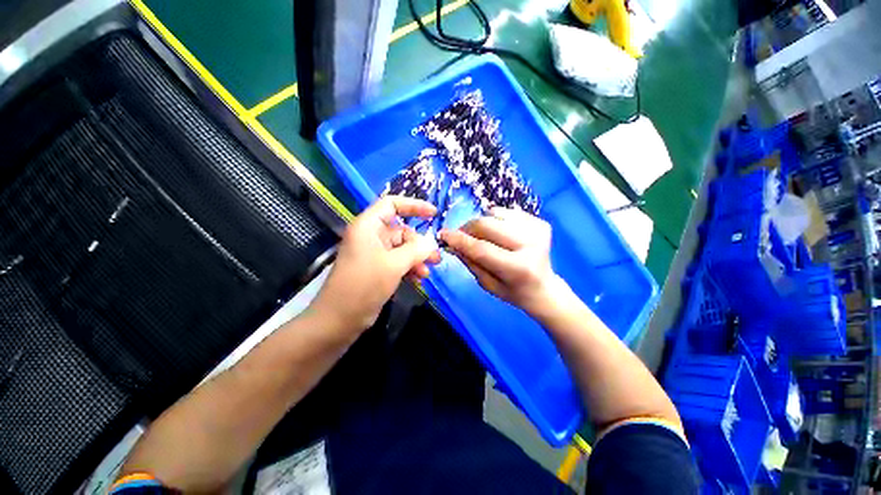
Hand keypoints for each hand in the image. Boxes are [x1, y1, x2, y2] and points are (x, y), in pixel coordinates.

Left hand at [309, 196, 441, 333]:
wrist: (339, 320)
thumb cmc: (363, 285)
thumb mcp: (393, 264)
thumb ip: (416, 250)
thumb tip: (431, 242)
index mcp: (368, 226)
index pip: (392, 204)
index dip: (413, 206)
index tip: (434, 214)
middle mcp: (371, 236)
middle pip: (401, 231)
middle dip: (420, 244)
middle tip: (436, 258)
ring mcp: (374, 254)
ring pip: (402, 248)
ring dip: (417, 258)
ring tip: (428, 272)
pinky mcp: (377, 269)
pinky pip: (398, 262)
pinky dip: (409, 268)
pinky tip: (419, 279)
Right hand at [438, 207, 564, 317]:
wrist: (544, 288)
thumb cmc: (513, 292)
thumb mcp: (487, 284)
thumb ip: (470, 262)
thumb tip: (452, 243)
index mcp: (518, 268)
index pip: (481, 249)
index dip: (459, 240)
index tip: (442, 234)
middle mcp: (531, 244)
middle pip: (487, 225)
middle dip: (468, 228)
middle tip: (460, 236)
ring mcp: (537, 229)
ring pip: (495, 214)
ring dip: (481, 224)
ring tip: (484, 237)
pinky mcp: (540, 221)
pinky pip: (506, 212)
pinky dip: (495, 220)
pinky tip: (500, 234)